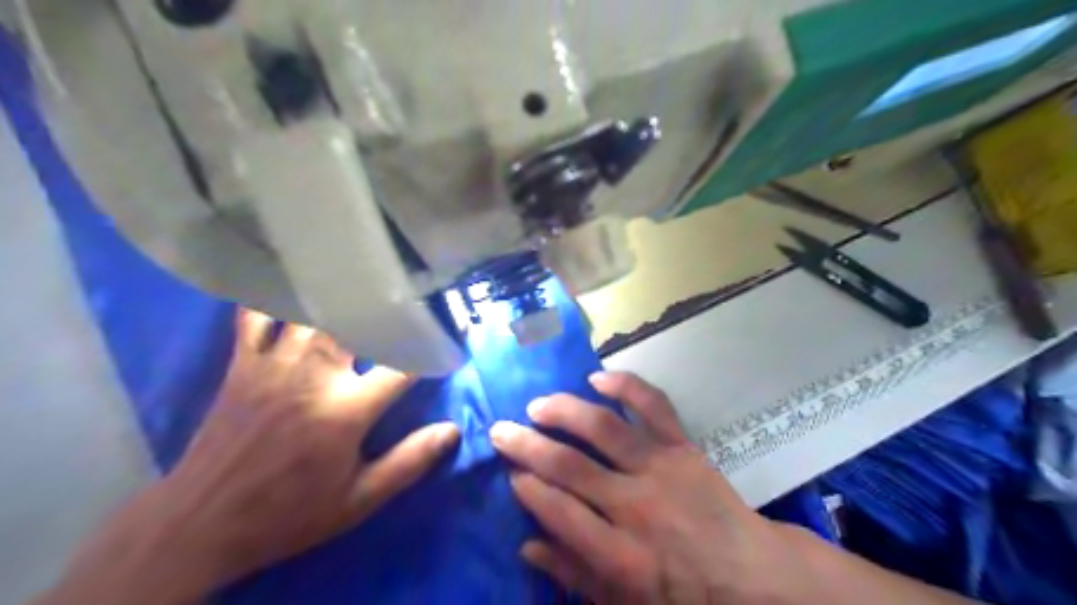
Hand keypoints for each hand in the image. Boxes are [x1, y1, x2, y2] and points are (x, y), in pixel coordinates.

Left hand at [39, 313, 454, 603]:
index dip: (433, 350)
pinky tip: (283, 283)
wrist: (202, 523)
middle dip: (385, 306)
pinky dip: (269, 298)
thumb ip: (409, 462)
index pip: (404, 365)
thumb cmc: (290, 512)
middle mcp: (315, 375)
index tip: (450, 339)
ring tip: (357, 278)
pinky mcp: (242, 365)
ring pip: (311, 312)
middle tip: (405, 290)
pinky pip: (254, 318)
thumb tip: (452, 430)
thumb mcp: (358, 500)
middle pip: (356, 323)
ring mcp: (275, 365)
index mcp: (347, 409)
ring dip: (336, 295)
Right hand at [490, 373, 817, 604]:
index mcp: (621, 555)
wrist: (753, 577)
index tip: (509, 472)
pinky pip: (654, 407)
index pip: (560, 512)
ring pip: (604, 428)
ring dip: (565, 411)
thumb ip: (575, 573)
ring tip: (538, 404)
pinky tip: (598, 378)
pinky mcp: (684, 447)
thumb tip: (528, 542)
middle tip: (501, 430)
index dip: (529, 488)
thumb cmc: (685, 594)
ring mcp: (662, 469)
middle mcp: (636, 506)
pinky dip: (627, 386)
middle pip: (571, 466)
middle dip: (528, 445)